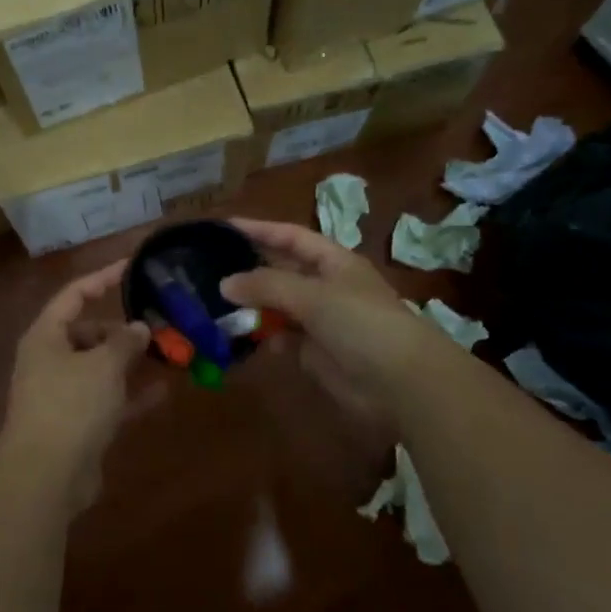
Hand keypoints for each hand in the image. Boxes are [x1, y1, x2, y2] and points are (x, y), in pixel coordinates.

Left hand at [0, 259, 152, 511]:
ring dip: (130, 362)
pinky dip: (131, 394)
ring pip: (100, 367)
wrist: (46, 477)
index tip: (133, 266)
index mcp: (46, 335)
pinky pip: (108, 399)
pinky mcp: (77, 423)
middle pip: (88, 331)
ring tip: (167, 352)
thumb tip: (140, 328)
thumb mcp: (103, 365)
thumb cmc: (71, 406)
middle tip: (158, 325)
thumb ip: (125, 342)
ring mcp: (62, 393)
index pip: (75, 294)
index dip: (103, 278)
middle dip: (122, 329)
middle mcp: (50, 359)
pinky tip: (164, 391)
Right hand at [221, 218, 449, 416]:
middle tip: (208, 268)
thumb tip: (224, 283)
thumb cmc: (361, 323)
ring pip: (278, 306)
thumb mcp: (312, 295)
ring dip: (251, 305)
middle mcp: (326, 286)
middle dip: (249, 269)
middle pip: (281, 270)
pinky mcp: (315, 353)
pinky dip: (263, 336)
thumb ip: (266, 285)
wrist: (402, 383)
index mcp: (333, 261)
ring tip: (214, 303)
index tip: (224, 227)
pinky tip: (240, 336)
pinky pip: (282, 338)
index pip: (290, 237)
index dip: (259, 230)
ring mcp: (321, 321)